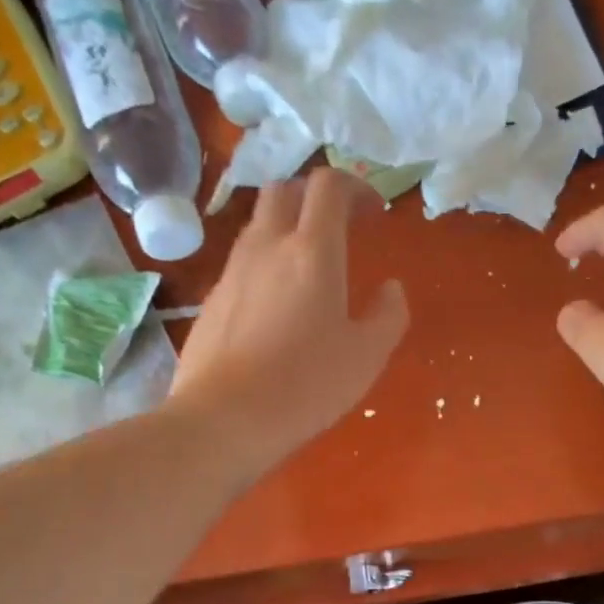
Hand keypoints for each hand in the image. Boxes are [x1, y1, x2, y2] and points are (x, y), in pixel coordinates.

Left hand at [169, 169, 408, 474]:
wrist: (225, 417)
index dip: (355, 187)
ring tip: (309, 266)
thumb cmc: (306, 384)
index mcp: (312, 252)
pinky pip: (242, 262)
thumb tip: (391, 289)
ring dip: (287, 228)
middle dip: (315, 197)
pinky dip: (265, 263)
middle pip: (285, 190)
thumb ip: (388, 315)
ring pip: (259, 224)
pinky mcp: (211, 298)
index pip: (328, 186)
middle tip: (339, 227)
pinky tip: (277, 305)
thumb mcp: (367, 355)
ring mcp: (233, 271)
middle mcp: (267, 246)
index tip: (374, 213)